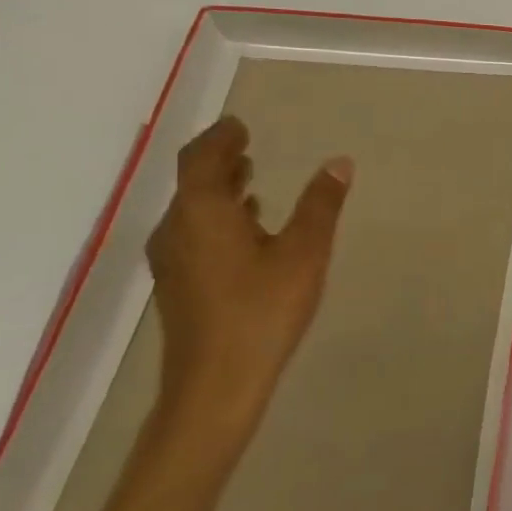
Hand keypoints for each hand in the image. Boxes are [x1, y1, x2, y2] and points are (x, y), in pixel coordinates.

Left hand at [144, 116, 352, 455]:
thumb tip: (338, 162)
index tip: (240, 124)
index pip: (202, 159)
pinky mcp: (180, 285)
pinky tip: (247, 229)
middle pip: (193, 182)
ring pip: (192, 209)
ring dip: (219, 188)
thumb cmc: (262, 311)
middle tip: (246, 144)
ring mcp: (173, 260)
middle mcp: (177, 230)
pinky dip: (218, 216)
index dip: (221, 138)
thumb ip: (320, 204)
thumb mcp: (305, 252)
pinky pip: (194, 232)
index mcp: (203, 213)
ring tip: (250, 179)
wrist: (216, 386)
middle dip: (219, 159)